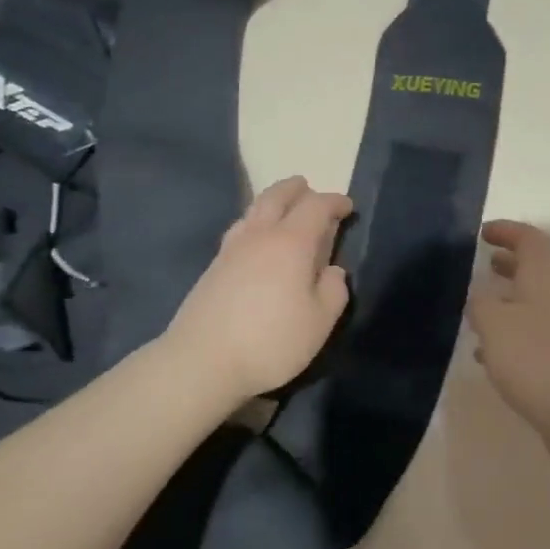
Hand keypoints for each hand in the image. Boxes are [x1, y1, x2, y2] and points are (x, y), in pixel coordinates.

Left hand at [167, 176, 352, 402]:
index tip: (347, 206)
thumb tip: (332, 271)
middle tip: (308, 188)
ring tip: (281, 208)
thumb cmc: (270, 341)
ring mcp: (231, 250)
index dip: (334, 202)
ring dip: (271, 201)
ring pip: (253, 210)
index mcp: (290, 243)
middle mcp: (259, 236)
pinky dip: (254, 222)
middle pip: (276, 197)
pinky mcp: (213, 267)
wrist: (202, 361)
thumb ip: (333, 291)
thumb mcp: (319, 322)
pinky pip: (239, 229)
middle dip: (296, 189)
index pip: (315, 207)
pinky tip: (255, 240)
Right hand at [467, 221, 549, 481]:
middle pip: (535, 271)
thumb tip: (480, 297)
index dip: (507, 231)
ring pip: (534, 307)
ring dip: (509, 305)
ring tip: (478, 313)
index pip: (529, 239)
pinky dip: (513, 340)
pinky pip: (536, 340)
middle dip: (509, 266)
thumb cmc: (539, 358)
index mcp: (544, 278)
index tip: (482, 233)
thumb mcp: (494, 325)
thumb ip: (480, 305)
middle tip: (484, 267)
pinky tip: (492, 358)